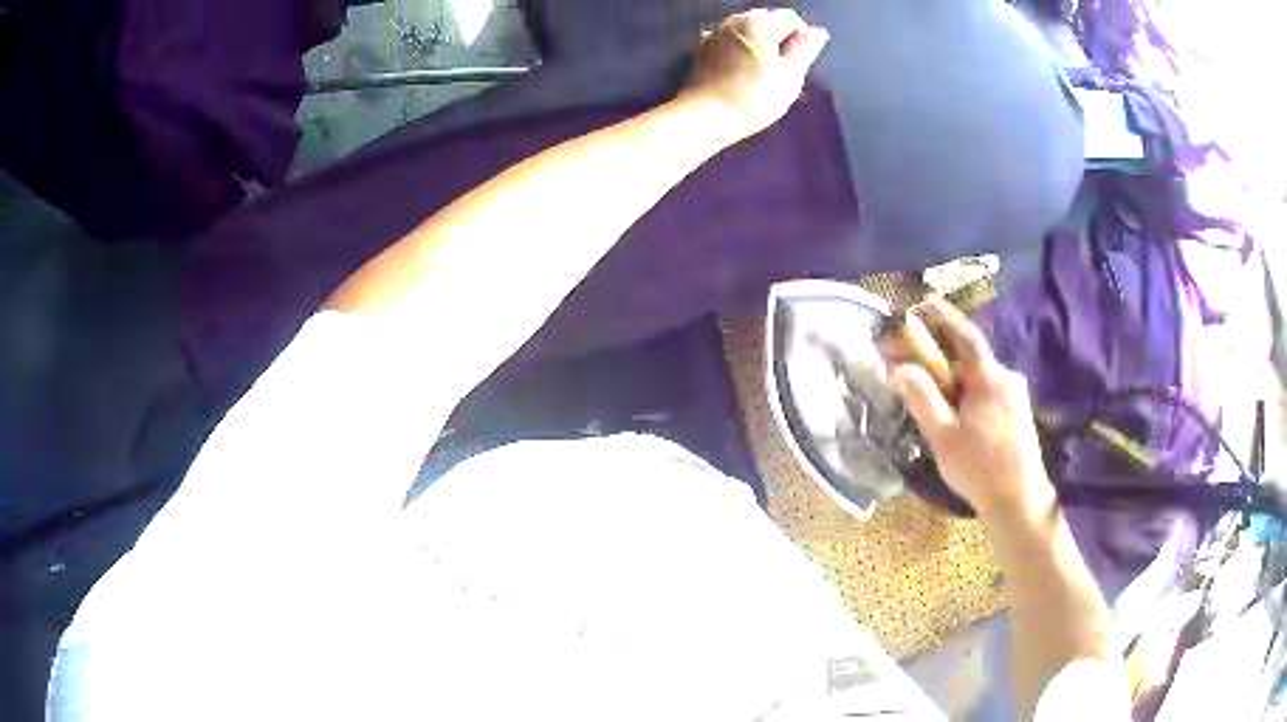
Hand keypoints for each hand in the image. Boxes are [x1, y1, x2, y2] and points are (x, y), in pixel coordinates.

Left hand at [680, 8, 829, 142]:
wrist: (705, 115)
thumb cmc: (755, 97)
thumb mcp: (790, 76)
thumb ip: (805, 50)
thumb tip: (818, 31)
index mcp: (760, 23)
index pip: (789, 17)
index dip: (801, 36)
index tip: (802, 60)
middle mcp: (735, 20)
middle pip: (765, 18)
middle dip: (778, 35)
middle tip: (784, 65)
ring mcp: (715, 32)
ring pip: (744, 27)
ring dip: (757, 39)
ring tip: (763, 66)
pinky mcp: (702, 47)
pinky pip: (727, 38)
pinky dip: (738, 46)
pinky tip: (740, 64)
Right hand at [888, 298, 1055, 522]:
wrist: (1020, 501)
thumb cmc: (979, 468)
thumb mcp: (943, 436)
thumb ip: (921, 398)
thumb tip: (898, 368)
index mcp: (989, 379)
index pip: (966, 336)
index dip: (944, 316)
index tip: (924, 301)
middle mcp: (1007, 378)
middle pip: (971, 358)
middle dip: (943, 356)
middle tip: (917, 364)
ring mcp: (1017, 395)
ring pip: (980, 377)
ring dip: (957, 379)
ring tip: (935, 398)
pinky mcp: (1020, 412)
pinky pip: (990, 391)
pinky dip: (970, 393)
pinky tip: (960, 415)